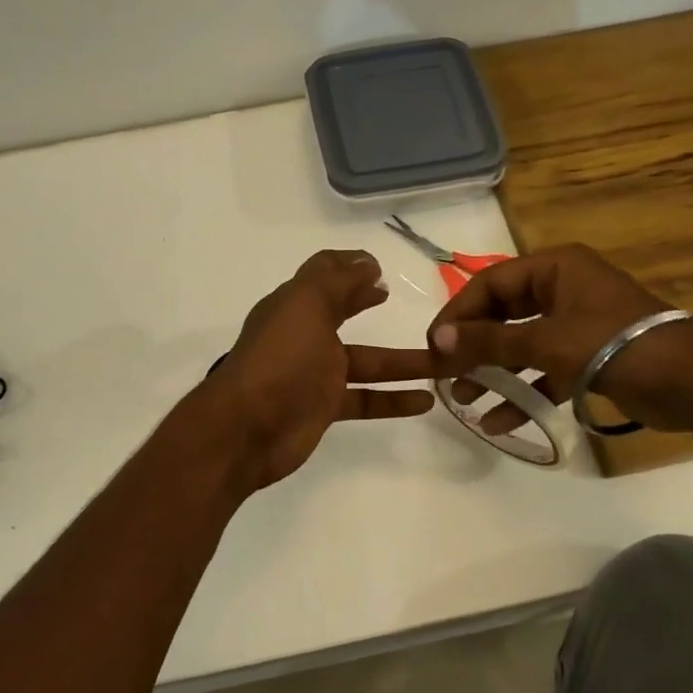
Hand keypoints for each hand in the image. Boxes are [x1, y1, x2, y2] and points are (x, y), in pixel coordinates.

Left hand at [205, 250, 436, 487]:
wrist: (246, 429)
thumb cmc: (279, 358)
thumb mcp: (307, 305)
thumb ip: (338, 280)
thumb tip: (367, 263)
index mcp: (295, 304)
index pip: (324, 275)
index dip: (350, 266)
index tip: (382, 267)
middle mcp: (304, 334)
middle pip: (345, 313)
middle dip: (371, 303)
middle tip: (401, 299)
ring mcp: (315, 373)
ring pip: (368, 361)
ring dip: (404, 361)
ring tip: (446, 360)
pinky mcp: (324, 407)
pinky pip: (366, 398)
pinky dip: (394, 399)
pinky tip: (426, 400)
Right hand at [426, 244, 692, 433]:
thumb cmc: (615, 347)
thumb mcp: (546, 341)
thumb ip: (490, 341)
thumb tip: (439, 340)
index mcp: (555, 268)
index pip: (490, 284)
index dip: (458, 313)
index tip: (434, 346)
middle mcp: (563, 289)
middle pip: (502, 313)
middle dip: (473, 346)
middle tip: (445, 374)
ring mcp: (576, 324)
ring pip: (520, 344)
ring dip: (493, 372)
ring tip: (464, 400)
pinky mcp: (588, 357)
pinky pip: (543, 370)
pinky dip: (522, 392)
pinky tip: (498, 420)